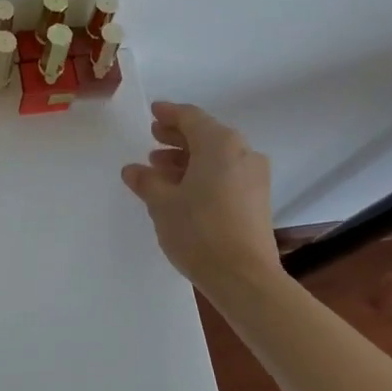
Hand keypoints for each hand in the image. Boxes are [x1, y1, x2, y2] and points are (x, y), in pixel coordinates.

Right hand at [121, 102, 282, 292]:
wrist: (244, 277)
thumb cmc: (199, 230)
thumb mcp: (162, 203)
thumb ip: (147, 181)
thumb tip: (133, 170)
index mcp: (220, 144)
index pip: (191, 118)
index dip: (169, 114)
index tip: (153, 113)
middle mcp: (242, 153)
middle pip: (206, 135)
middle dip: (178, 137)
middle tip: (154, 139)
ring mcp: (254, 177)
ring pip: (217, 156)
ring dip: (189, 158)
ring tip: (161, 170)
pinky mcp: (258, 200)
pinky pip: (227, 174)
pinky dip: (205, 174)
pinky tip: (183, 190)